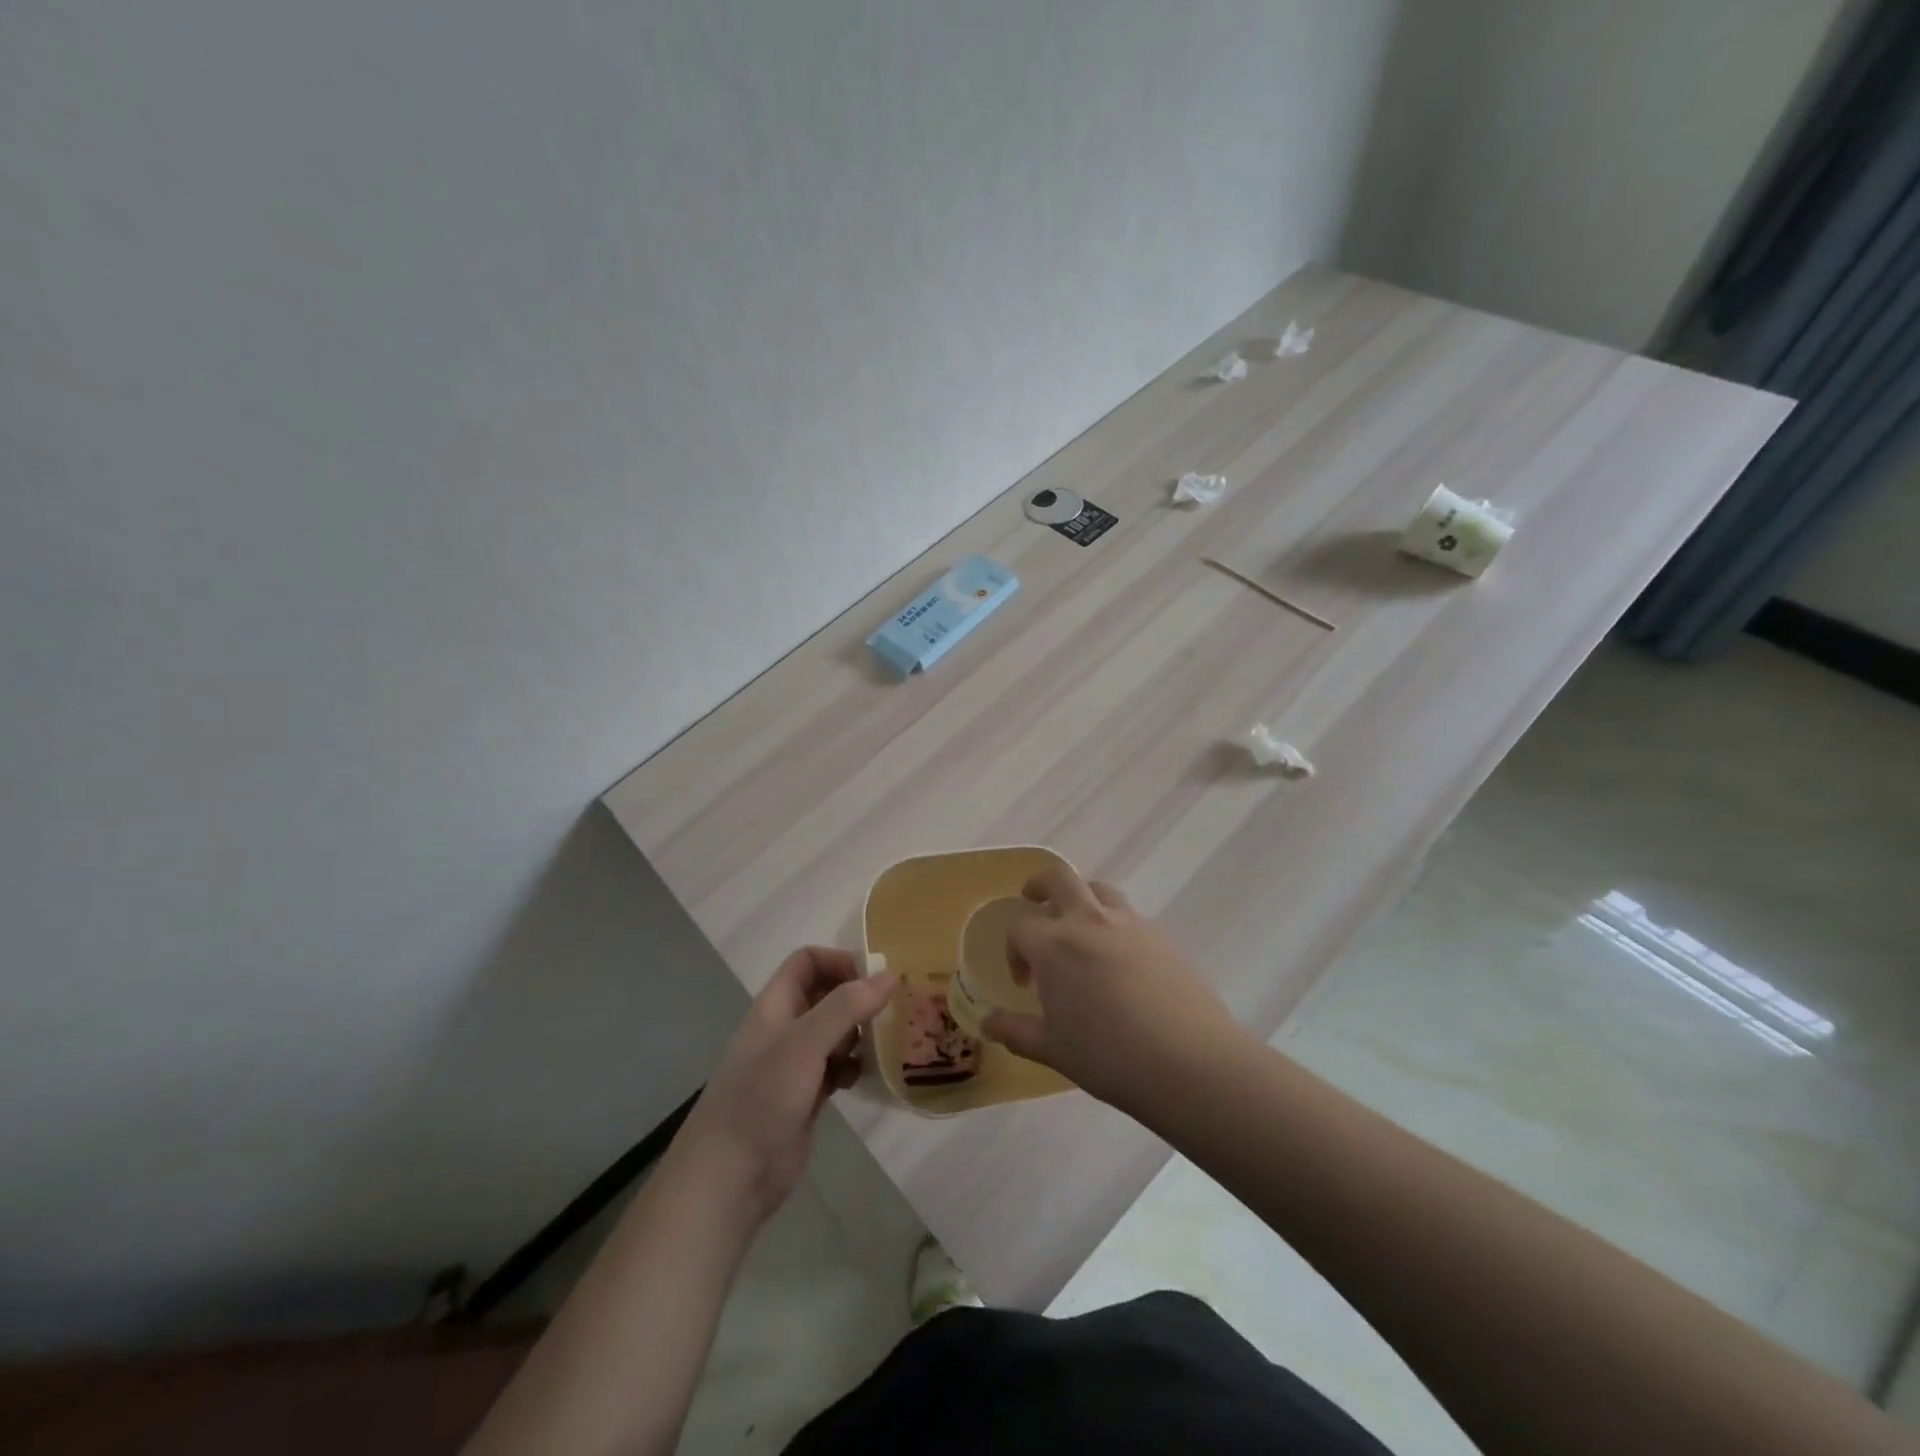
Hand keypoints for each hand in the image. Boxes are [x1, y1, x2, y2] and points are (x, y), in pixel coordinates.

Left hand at [674, 947, 895, 1223]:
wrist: (730, 1176)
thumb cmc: (762, 1098)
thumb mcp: (804, 1044)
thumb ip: (846, 1007)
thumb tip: (890, 975)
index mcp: (776, 1005)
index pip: (808, 961)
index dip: (839, 961)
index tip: (875, 979)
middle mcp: (786, 1027)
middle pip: (826, 994)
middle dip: (858, 997)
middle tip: (894, 1010)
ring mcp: (796, 1063)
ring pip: (836, 1031)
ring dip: (861, 1032)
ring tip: (887, 1042)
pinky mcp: (807, 1095)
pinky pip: (838, 1066)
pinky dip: (855, 1066)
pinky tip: (869, 1076)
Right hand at [980, 866, 1243, 1110]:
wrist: (1190, 1062)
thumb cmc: (1110, 1057)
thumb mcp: (1054, 1050)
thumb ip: (1016, 1032)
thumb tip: (988, 1023)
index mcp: (1054, 945)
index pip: (1020, 926)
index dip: (1014, 949)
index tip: (1024, 981)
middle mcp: (1088, 921)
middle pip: (1058, 878)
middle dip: (1040, 885)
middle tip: (1034, 902)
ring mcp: (1129, 923)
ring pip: (1098, 889)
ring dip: (1080, 898)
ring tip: (1079, 929)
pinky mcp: (1161, 936)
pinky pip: (1128, 915)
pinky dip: (1113, 923)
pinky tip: (1120, 961)